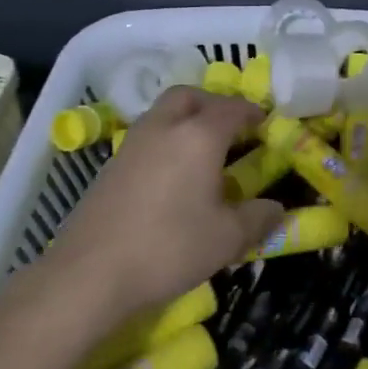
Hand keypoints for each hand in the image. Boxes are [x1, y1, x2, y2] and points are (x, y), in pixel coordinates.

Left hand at [39, 87, 281, 327]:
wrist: (90, 273)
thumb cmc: (169, 247)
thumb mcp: (227, 239)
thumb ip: (258, 218)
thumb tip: (277, 208)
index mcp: (199, 135)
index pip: (232, 108)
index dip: (253, 113)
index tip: (266, 124)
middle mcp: (165, 126)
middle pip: (191, 96)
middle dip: (214, 104)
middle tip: (231, 129)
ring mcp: (133, 142)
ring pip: (164, 112)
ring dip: (186, 119)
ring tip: (202, 152)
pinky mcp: (111, 164)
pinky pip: (147, 136)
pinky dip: (165, 140)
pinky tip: (171, 175)